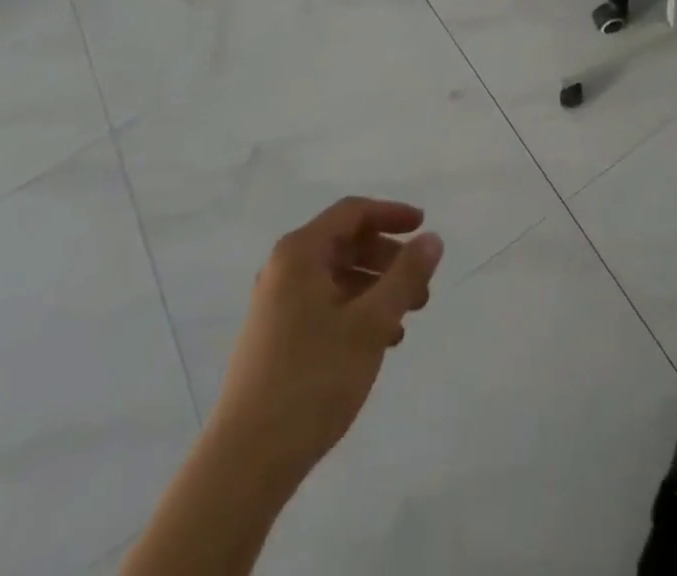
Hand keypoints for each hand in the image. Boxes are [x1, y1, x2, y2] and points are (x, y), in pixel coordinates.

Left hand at [214, 197, 444, 492]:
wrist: (245, 464)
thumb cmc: (312, 379)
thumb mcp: (371, 323)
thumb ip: (406, 276)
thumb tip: (432, 239)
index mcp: (299, 254)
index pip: (352, 212)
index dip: (392, 214)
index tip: (424, 227)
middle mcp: (283, 271)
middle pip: (346, 244)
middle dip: (388, 259)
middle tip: (422, 285)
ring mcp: (275, 307)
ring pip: (337, 278)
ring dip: (376, 289)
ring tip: (406, 319)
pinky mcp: (275, 340)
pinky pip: (324, 306)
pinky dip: (356, 312)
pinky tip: (380, 342)